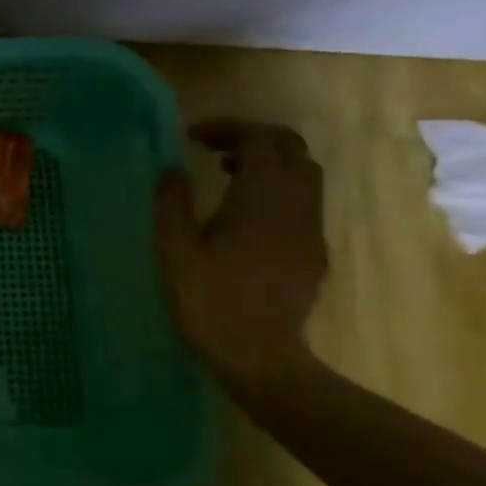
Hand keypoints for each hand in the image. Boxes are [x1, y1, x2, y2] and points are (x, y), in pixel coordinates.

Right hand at [154, 119, 327, 387]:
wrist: (260, 357)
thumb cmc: (209, 302)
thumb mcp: (174, 251)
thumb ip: (172, 203)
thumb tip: (172, 168)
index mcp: (261, 198)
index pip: (259, 139)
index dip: (227, 128)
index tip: (192, 137)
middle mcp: (295, 205)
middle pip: (291, 149)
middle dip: (253, 139)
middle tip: (212, 150)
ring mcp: (311, 229)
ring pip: (303, 175)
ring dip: (268, 164)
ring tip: (227, 176)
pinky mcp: (314, 252)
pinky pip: (304, 203)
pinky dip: (277, 190)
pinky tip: (245, 216)